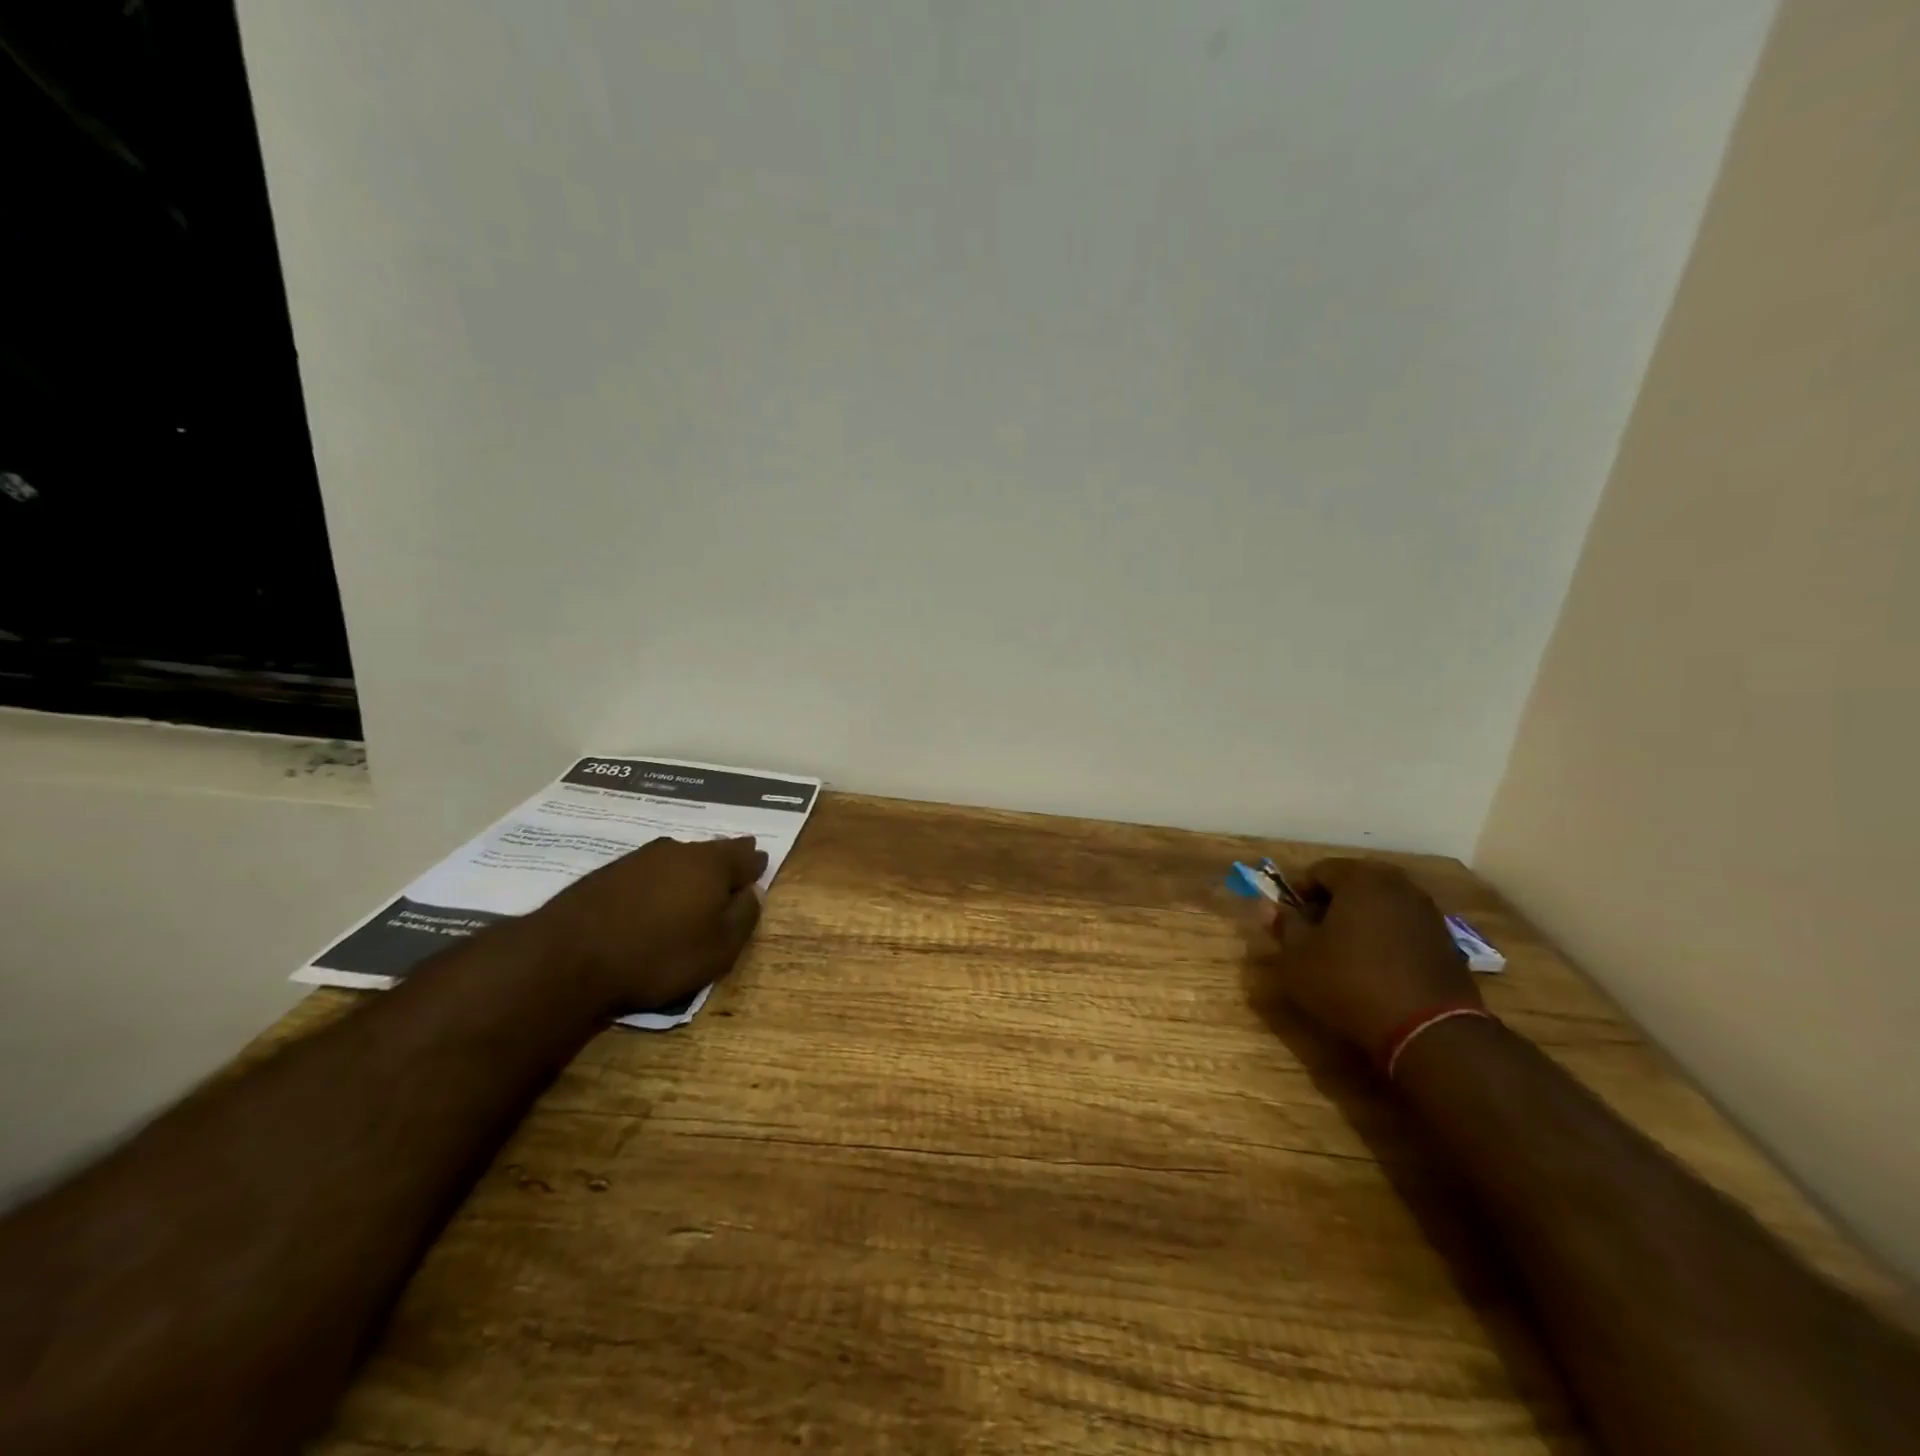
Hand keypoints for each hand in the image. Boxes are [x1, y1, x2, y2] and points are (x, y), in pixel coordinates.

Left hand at [529, 836, 768, 1012]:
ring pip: (677, 859)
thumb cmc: (659, 955)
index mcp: (712, 864)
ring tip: (692, 888)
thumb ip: (744, 916)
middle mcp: (679, 851)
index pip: (745, 855)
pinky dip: (658, 882)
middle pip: (710, 852)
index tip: (759, 867)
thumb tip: (752, 893)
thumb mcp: (719, 948)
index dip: (754, 863)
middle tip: (730, 873)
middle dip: (724, 861)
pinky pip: (647, 872)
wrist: (568, 957)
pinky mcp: (607, 873)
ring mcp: (639, 858)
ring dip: (688, 871)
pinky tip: (653, 898)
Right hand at [1255, 858, 1477, 1056]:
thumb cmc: (1349, 982)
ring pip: (1380, 907)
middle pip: (1352, 885)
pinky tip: (1374, 969)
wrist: (1428, 1032)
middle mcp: (1400, 886)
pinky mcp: (1447, 944)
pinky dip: (1385, 940)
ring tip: (1343, 955)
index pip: (1318, 871)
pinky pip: (1403, 930)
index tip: (1288, 920)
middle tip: (1312, 936)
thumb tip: (1268, 907)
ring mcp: (1429, 914)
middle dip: (1329, 905)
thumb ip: (1284, 925)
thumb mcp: (1298, 957)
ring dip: (1359, 922)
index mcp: (1362, 878)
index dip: (1297, 893)